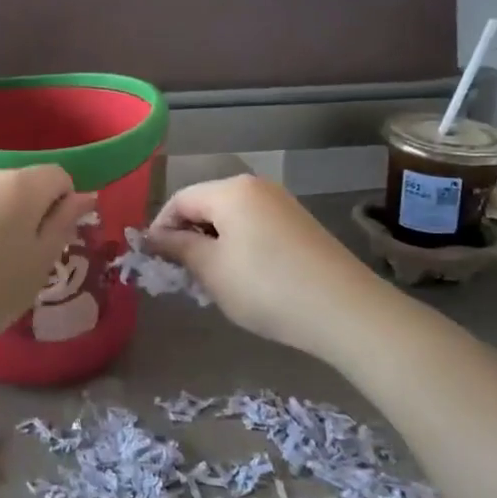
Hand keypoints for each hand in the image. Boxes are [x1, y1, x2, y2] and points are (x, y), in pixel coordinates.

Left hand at [0, 166, 96, 367]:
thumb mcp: (40, 262)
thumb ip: (64, 223)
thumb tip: (83, 196)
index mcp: (20, 184)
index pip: (59, 176)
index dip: (66, 206)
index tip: (56, 242)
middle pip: (27, 184)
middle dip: (36, 213)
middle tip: (29, 260)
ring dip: (8, 222)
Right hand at [147, 175, 382, 362]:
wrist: (345, 310)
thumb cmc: (266, 287)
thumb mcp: (212, 269)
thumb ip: (178, 247)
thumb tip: (152, 236)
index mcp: (231, 190)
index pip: (180, 200)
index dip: (160, 229)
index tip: (153, 261)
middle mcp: (257, 187)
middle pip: (206, 205)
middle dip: (188, 237)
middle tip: (182, 275)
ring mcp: (283, 205)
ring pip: (231, 219)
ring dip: (213, 245)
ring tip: (212, 281)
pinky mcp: (300, 226)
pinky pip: (255, 228)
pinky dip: (239, 248)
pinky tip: (245, 279)